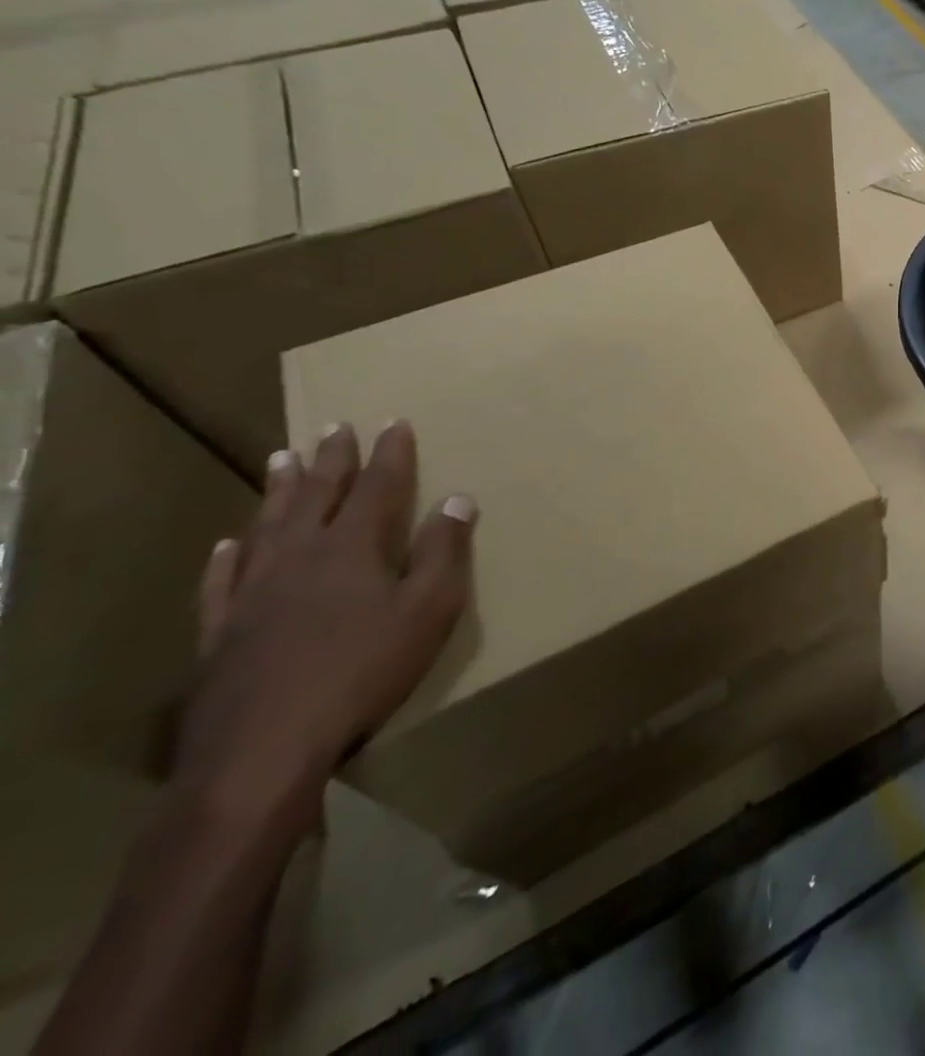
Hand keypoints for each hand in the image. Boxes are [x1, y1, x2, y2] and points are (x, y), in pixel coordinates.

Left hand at [179, 421, 475, 826]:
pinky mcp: (222, 631)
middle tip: (333, 426)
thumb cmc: (364, 670)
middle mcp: (299, 557)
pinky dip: (229, 555)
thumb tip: (458, 499)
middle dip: (331, 459)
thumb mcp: (429, 609)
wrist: (264, 748)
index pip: (377, 487)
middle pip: (316, 496)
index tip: (394, 422)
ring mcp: (253, 593)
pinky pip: (223, 580)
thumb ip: (444, 552)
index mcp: (353, 548)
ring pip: (267, 526)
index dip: (389, 454)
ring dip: (279, 491)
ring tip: (280, 458)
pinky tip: (229, 542)